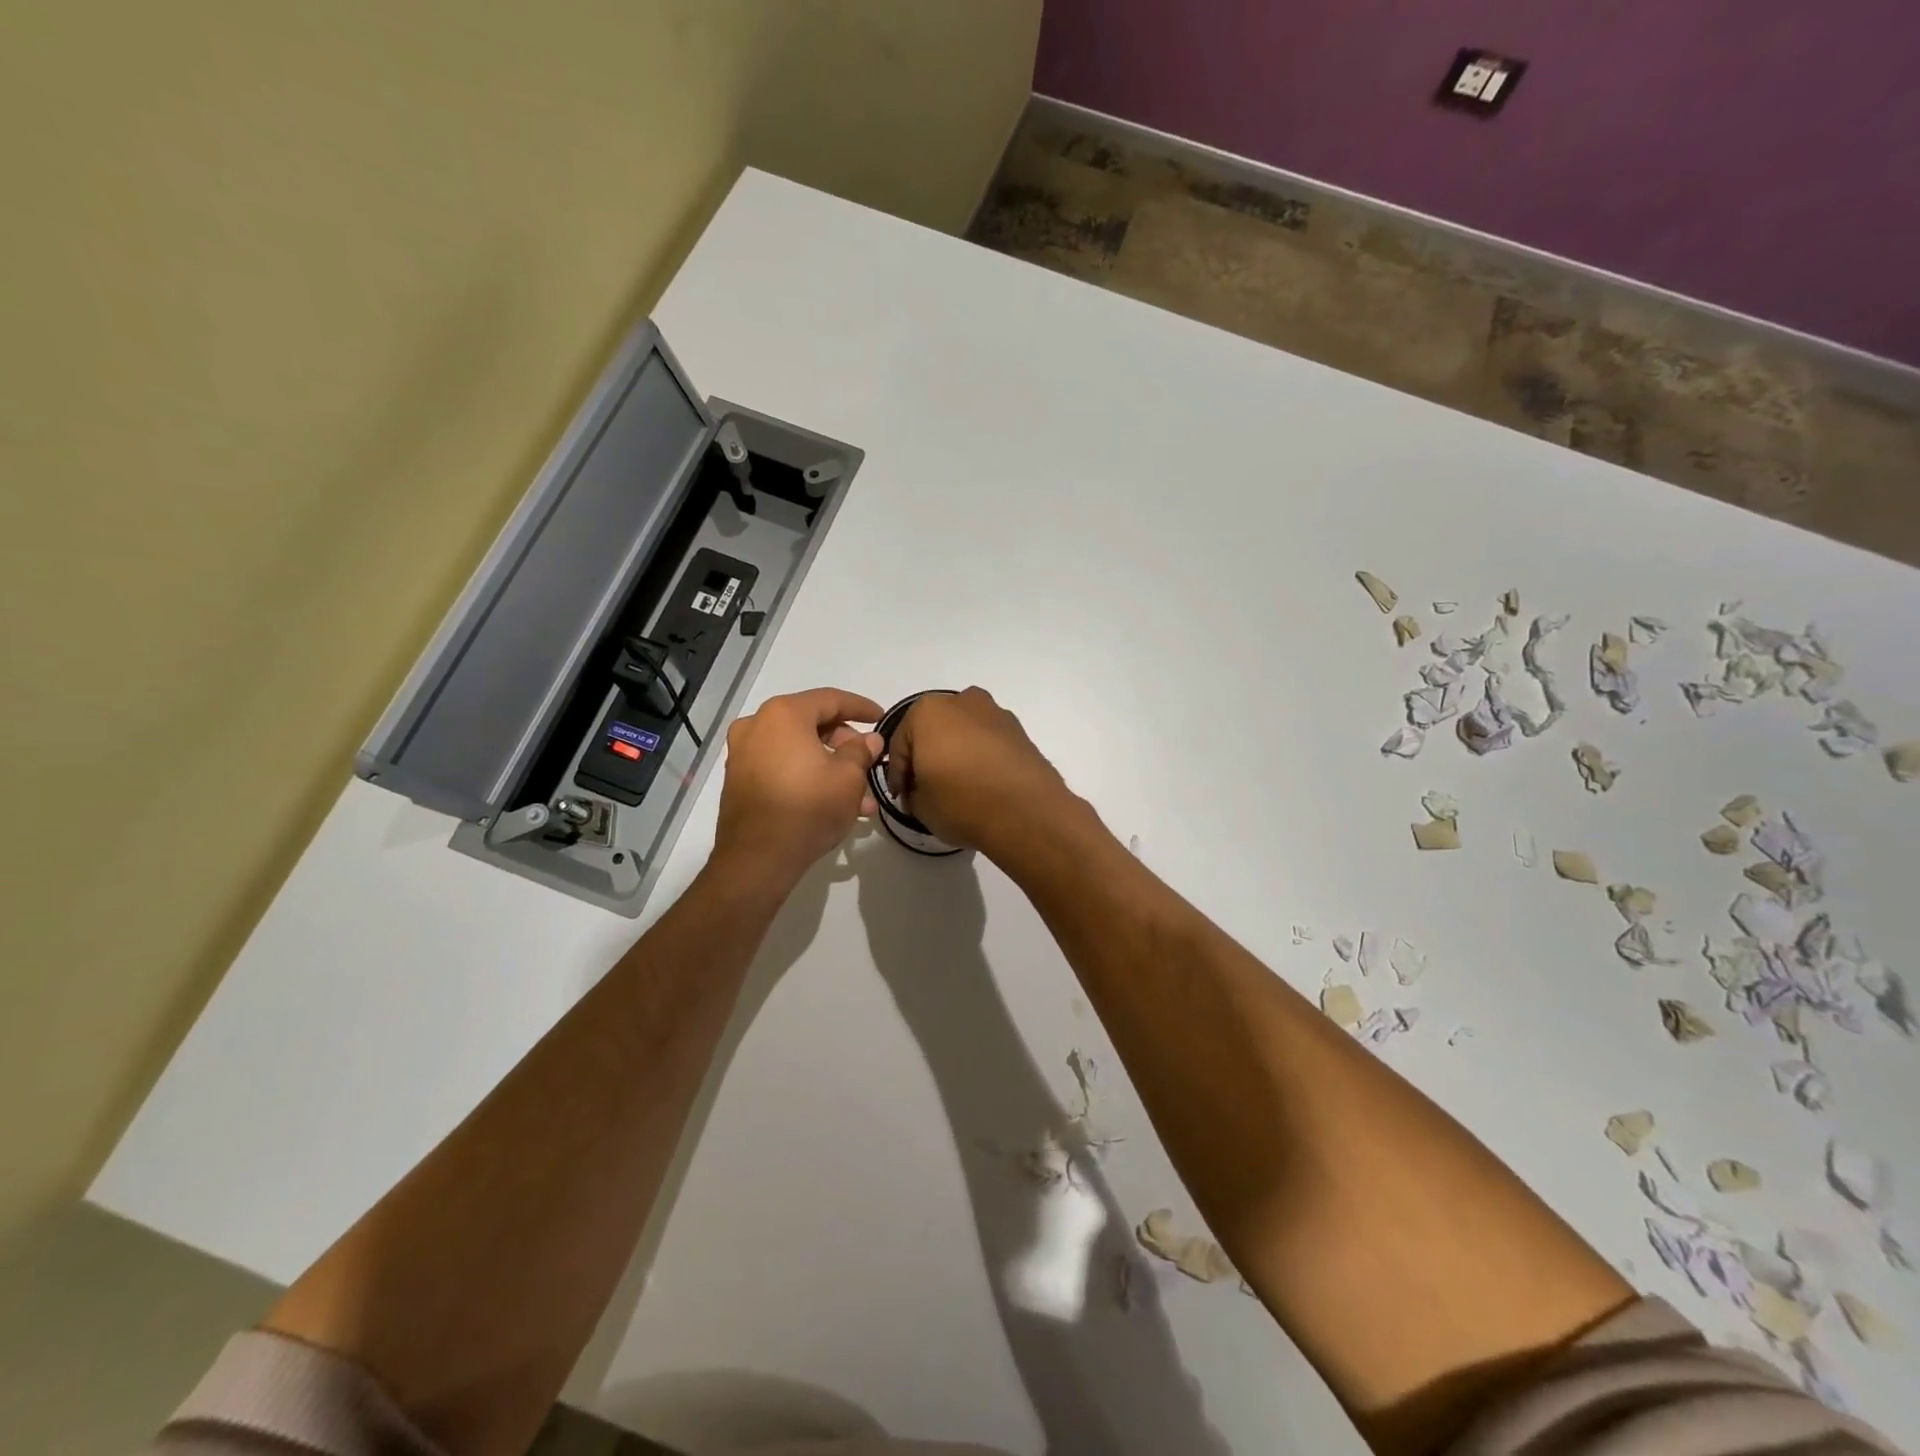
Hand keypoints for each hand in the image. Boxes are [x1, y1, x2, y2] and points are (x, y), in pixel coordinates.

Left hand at [712, 688, 883, 888]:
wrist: (757, 858)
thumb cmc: (808, 808)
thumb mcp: (848, 778)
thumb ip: (861, 751)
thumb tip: (869, 740)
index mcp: (784, 714)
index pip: (831, 699)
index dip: (861, 707)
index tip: (882, 717)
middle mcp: (757, 725)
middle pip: (811, 724)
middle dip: (845, 745)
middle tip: (869, 762)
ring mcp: (743, 753)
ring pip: (798, 750)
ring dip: (830, 767)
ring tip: (860, 798)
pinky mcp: (739, 780)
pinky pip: (781, 767)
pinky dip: (807, 776)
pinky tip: (832, 803)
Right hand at [884, 687, 1079, 857]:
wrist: (1027, 812)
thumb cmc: (962, 802)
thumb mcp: (921, 806)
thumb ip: (913, 792)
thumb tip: (922, 791)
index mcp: (927, 711)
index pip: (900, 745)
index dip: (897, 774)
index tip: (901, 797)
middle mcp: (961, 701)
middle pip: (933, 730)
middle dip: (927, 756)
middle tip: (925, 789)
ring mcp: (995, 713)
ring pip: (963, 732)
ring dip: (955, 753)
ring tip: (956, 787)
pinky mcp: (1020, 730)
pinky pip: (988, 742)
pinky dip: (980, 757)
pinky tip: (982, 783)